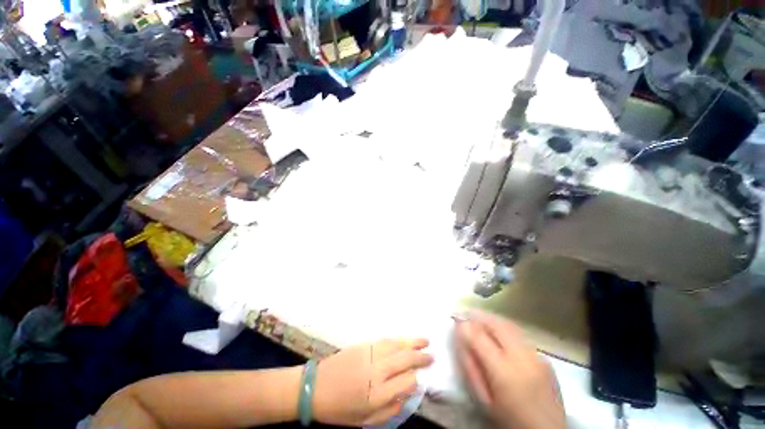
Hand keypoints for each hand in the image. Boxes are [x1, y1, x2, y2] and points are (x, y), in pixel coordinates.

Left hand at [313, 338, 432, 425]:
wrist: (315, 387)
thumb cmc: (340, 409)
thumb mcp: (366, 420)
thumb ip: (390, 409)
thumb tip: (408, 395)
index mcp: (378, 393)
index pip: (407, 382)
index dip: (416, 380)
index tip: (419, 380)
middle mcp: (377, 371)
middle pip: (405, 360)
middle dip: (420, 357)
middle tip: (432, 356)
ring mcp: (370, 354)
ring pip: (397, 345)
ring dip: (412, 342)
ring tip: (425, 341)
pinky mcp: (364, 345)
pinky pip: (385, 340)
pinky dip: (398, 339)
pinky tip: (404, 340)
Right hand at [455, 311, 564, 428]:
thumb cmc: (508, 419)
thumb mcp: (483, 397)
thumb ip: (470, 365)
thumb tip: (461, 336)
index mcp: (504, 372)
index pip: (479, 336)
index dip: (465, 324)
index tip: (456, 318)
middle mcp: (522, 358)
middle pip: (496, 324)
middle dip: (478, 315)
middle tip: (466, 314)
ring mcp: (537, 356)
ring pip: (509, 325)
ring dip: (491, 319)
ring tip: (479, 319)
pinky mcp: (545, 358)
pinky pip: (520, 335)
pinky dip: (505, 329)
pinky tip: (499, 335)